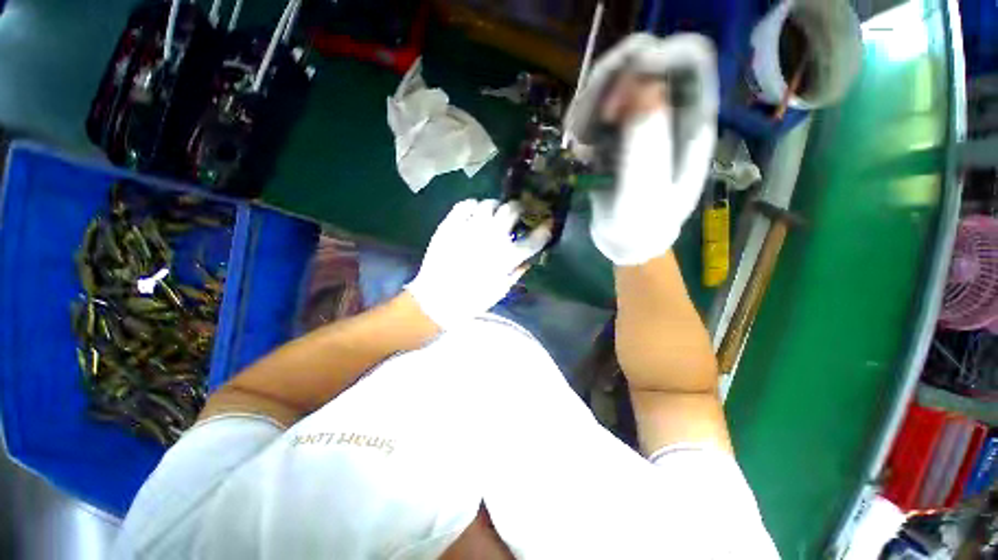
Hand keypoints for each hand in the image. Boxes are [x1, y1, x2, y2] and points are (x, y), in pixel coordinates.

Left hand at [405, 199, 550, 329]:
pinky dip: (473, 206)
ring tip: (494, 215)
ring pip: (490, 203)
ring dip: (496, 207)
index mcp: (506, 257)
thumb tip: (529, 257)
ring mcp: (469, 228)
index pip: (534, 239)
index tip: (548, 224)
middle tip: (518, 213)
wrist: (437, 300)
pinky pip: (466, 204)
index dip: (545, 229)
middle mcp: (491, 238)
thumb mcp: (501, 290)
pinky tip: (474, 214)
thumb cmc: (472, 300)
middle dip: (520, 209)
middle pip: (512, 210)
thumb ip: (518, 271)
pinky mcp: (450, 225)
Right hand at [567, 34, 718, 265]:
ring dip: (590, 105)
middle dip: (611, 83)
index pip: (687, 60)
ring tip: (575, 139)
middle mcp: (669, 114)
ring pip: (616, 86)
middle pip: (644, 65)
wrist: (627, 242)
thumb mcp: (646, 193)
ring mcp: (642, 123)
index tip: (617, 92)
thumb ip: (647, 145)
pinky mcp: (619, 137)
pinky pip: (600, 112)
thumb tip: (646, 87)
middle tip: (584, 122)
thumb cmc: (642, 225)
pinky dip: (583, 123)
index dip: (653, 59)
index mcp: (692, 121)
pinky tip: (577, 149)